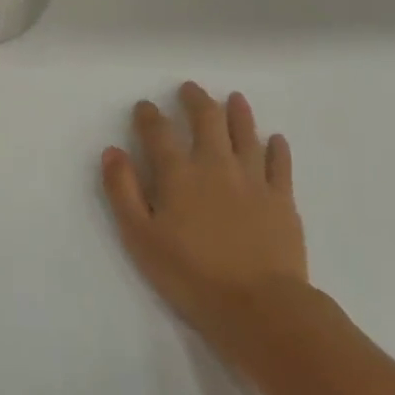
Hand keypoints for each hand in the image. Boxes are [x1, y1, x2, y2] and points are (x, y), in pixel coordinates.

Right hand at [101, 83, 309, 352]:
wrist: (260, 306)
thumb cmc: (191, 274)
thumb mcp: (140, 237)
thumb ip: (123, 191)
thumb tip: (112, 151)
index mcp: (178, 174)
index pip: (159, 132)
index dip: (149, 116)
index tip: (144, 106)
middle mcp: (215, 165)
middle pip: (206, 121)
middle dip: (195, 101)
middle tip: (189, 89)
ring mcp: (253, 180)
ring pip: (245, 134)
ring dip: (237, 113)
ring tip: (234, 98)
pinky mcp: (282, 199)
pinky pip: (280, 164)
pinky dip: (276, 148)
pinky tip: (275, 139)